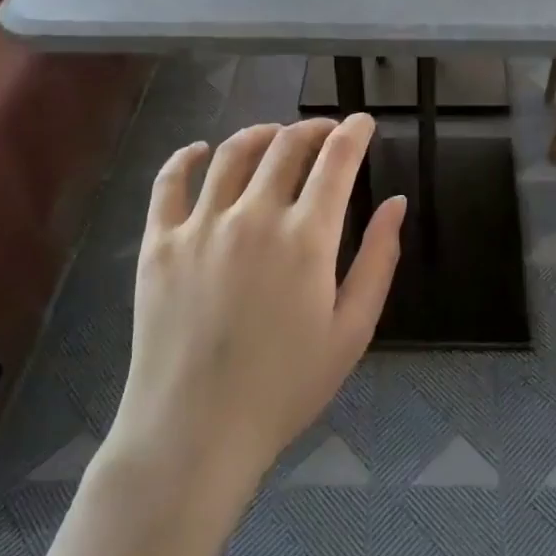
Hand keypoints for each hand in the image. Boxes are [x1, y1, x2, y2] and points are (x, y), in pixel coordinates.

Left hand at [109, 116, 405, 492]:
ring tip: (274, 136)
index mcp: (306, 238)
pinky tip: (199, 150)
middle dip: (313, 128)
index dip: (354, 132)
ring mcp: (201, 225)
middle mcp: (254, 216)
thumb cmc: (285, 388)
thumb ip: (379, 260)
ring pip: (232, 152)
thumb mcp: (352, 331)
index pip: (336, 160)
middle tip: (325, 132)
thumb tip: (396, 203)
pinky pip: (169, 182)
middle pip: (286, 145)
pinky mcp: (159, 242)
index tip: (363, 121)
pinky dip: (185, 157)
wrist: (194, 433)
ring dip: (261, 133)